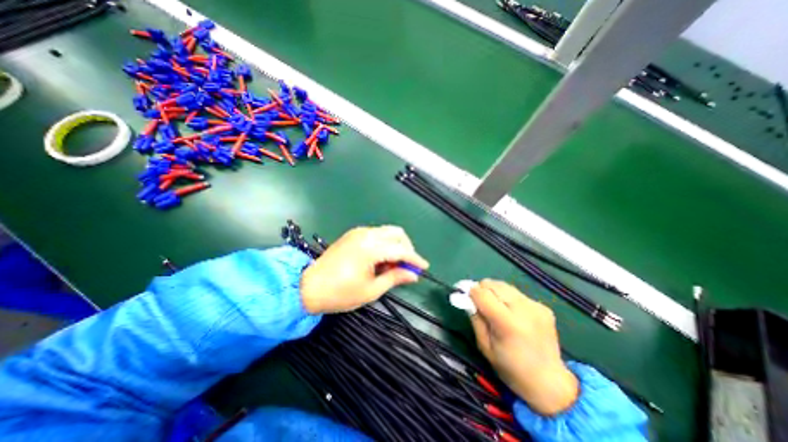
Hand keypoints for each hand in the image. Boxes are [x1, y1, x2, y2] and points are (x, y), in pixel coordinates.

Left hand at [300, 228, 427, 313]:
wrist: (308, 287)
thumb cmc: (340, 293)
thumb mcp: (371, 290)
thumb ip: (395, 278)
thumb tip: (413, 274)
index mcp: (370, 248)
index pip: (401, 250)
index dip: (415, 259)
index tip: (424, 267)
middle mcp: (366, 234)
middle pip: (396, 233)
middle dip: (406, 248)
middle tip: (407, 266)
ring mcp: (358, 232)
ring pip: (387, 232)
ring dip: (395, 246)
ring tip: (392, 266)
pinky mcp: (352, 235)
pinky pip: (376, 235)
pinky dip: (384, 244)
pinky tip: (380, 260)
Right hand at [466, 277, 576, 415]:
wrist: (549, 382)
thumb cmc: (511, 368)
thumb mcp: (485, 346)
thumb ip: (475, 318)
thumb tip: (467, 298)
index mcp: (508, 324)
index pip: (482, 294)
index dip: (470, 292)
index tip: (464, 296)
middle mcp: (524, 310)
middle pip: (493, 285)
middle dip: (482, 290)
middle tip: (479, 302)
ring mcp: (536, 306)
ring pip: (504, 286)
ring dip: (495, 292)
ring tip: (495, 307)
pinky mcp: (543, 306)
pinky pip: (516, 293)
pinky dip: (508, 298)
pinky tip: (511, 313)